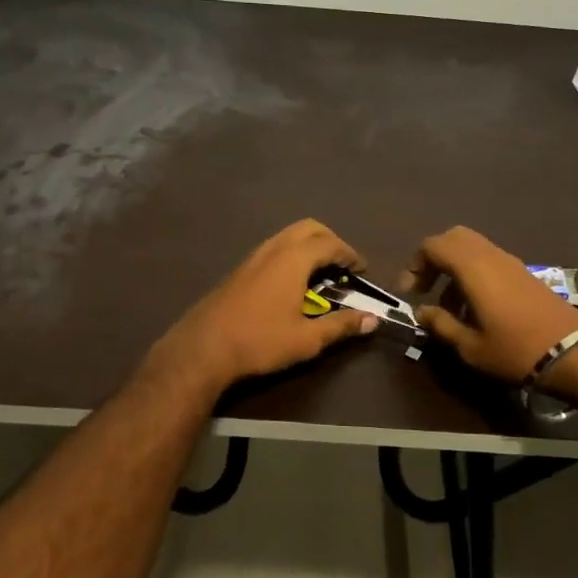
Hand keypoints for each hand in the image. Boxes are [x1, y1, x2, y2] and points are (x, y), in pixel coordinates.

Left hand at [149, 219, 377, 395]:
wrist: (203, 348)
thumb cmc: (260, 341)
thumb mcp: (308, 339)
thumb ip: (342, 326)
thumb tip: (374, 319)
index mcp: (293, 259)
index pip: (330, 244)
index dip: (349, 254)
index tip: (361, 270)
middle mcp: (273, 249)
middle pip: (308, 228)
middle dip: (329, 241)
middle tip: (342, 265)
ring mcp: (252, 257)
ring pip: (287, 236)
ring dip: (308, 246)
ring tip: (319, 274)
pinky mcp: (239, 270)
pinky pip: (273, 248)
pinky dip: (290, 254)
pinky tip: (291, 283)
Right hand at [399, 226, 577, 383]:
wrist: (574, 353)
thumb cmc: (515, 350)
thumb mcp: (470, 346)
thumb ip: (441, 324)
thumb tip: (421, 312)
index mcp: (472, 267)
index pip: (433, 246)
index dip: (414, 265)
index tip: (409, 293)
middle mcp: (490, 255)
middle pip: (453, 238)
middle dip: (433, 259)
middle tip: (425, 289)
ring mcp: (511, 262)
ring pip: (472, 248)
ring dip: (454, 269)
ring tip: (449, 306)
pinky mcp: (524, 273)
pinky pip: (489, 260)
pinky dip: (473, 274)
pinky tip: (475, 307)